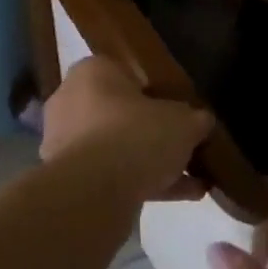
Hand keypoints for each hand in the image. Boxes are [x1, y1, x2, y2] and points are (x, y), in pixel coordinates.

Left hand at [40, 57, 212, 203]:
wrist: (94, 192)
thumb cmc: (137, 135)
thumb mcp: (184, 122)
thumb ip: (196, 119)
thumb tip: (202, 122)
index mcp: (92, 73)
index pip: (126, 72)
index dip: (157, 90)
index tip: (179, 108)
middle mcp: (71, 102)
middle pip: (121, 113)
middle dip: (154, 131)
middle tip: (185, 143)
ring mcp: (65, 143)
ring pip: (117, 148)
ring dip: (152, 162)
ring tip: (193, 180)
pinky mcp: (68, 180)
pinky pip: (112, 176)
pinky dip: (144, 183)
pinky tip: (183, 196)